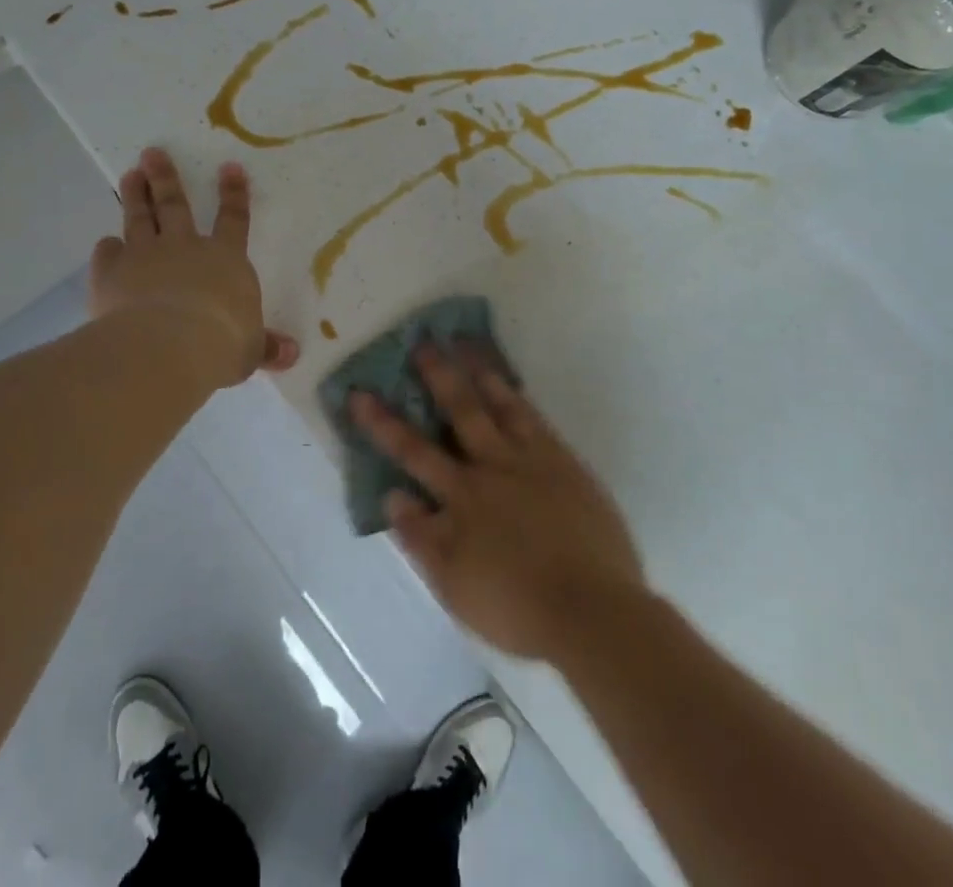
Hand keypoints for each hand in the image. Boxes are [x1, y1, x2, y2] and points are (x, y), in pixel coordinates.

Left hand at [89, 148, 299, 387]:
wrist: (168, 345)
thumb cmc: (221, 344)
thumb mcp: (249, 350)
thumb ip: (265, 348)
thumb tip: (292, 355)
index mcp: (226, 259)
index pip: (234, 220)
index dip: (233, 194)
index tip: (229, 167)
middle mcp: (185, 247)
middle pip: (175, 206)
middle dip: (166, 178)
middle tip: (152, 153)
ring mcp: (146, 255)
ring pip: (140, 218)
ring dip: (136, 195)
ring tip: (131, 175)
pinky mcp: (113, 272)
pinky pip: (108, 254)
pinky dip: (107, 249)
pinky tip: (105, 245)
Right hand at [351, 342, 645, 662]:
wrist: (592, 611)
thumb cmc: (516, 606)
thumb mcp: (454, 586)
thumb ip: (420, 538)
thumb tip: (393, 495)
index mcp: (462, 496)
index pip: (412, 452)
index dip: (382, 422)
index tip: (360, 393)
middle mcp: (492, 467)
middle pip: (459, 411)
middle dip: (437, 375)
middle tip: (421, 341)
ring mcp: (532, 460)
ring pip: (501, 405)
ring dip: (480, 372)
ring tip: (465, 342)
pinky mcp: (565, 463)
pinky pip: (536, 418)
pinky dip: (519, 397)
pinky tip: (511, 384)